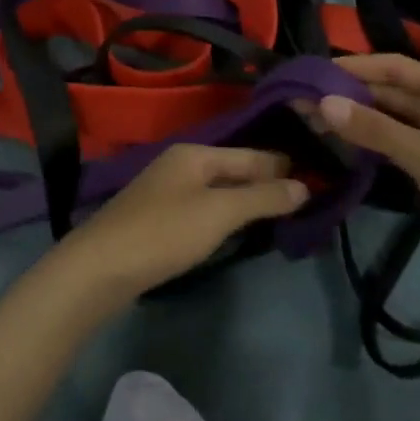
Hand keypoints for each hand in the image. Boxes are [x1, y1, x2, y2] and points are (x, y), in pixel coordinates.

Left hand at [51, 145, 309, 304]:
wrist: (100, 267)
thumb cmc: (164, 232)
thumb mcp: (219, 213)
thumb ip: (262, 197)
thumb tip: (303, 185)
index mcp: (195, 153)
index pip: (251, 154)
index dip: (283, 166)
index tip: (318, 176)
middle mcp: (180, 164)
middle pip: (234, 169)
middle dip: (267, 182)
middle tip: (307, 198)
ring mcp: (166, 190)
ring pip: (219, 189)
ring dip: (248, 200)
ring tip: (282, 213)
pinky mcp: (158, 218)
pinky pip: (204, 207)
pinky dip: (227, 215)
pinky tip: (239, 228)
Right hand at [318, 54, 419, 306]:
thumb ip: (375, 129)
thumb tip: (323, 102)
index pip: (396, 67)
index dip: (356, 66)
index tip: (315, 71)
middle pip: (390, 92)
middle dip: (350, 93)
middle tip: (304, 99)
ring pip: (390, 118)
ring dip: (356, 118)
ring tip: (314, 119)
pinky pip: (394, 143)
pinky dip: (369, 140)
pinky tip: (341, 143)